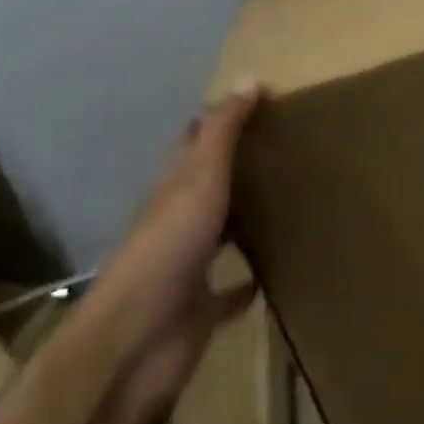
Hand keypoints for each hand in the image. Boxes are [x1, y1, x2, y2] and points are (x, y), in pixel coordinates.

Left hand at [79, 79, 262, 416]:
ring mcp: (187, 266)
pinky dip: (247, 281)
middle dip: (240, 166)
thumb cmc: (167, 247)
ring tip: (290, 199)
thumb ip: (223, 131)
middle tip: (287, 145)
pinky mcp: (200, 309)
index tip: (262, 99)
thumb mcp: (199, 176)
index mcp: (173, 187)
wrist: (134, 344)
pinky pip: (230, 290)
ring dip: (246, 219)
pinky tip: (273, 272)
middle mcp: (178, 221)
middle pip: (209, 184)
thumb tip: (248, 79)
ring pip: (221, 233)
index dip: (221, 118)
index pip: (194, 140)